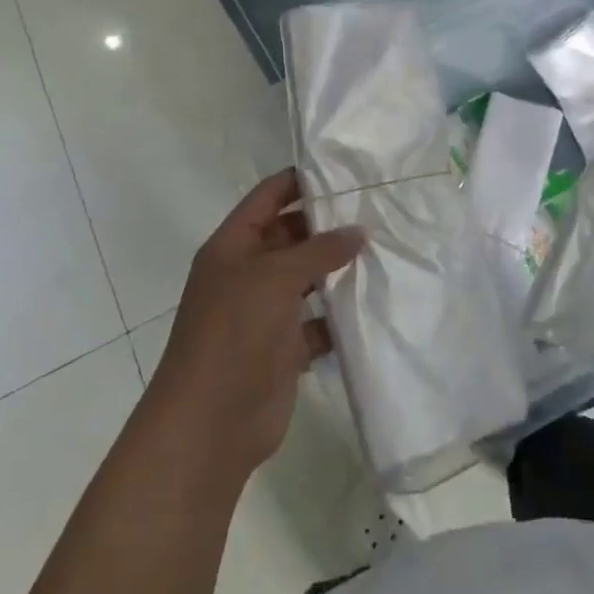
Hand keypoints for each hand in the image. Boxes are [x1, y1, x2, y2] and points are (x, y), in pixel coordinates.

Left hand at [149, 171, 363, 481]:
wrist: (211, 423)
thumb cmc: (234, 333)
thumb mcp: (275, 278)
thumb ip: (318, 250)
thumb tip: (357, 231)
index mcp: (232, 247)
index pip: (267, 199)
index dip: (299, 182)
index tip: (342, 170)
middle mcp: (246, 274)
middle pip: (289, 237)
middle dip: (327, 226)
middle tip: (375, 211)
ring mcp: (264, 313)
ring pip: (306, 279)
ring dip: (337, 270)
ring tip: (383, 250)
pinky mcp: (283, 349)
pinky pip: (316, 322)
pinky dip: (339, 316)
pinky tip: (372, 304)